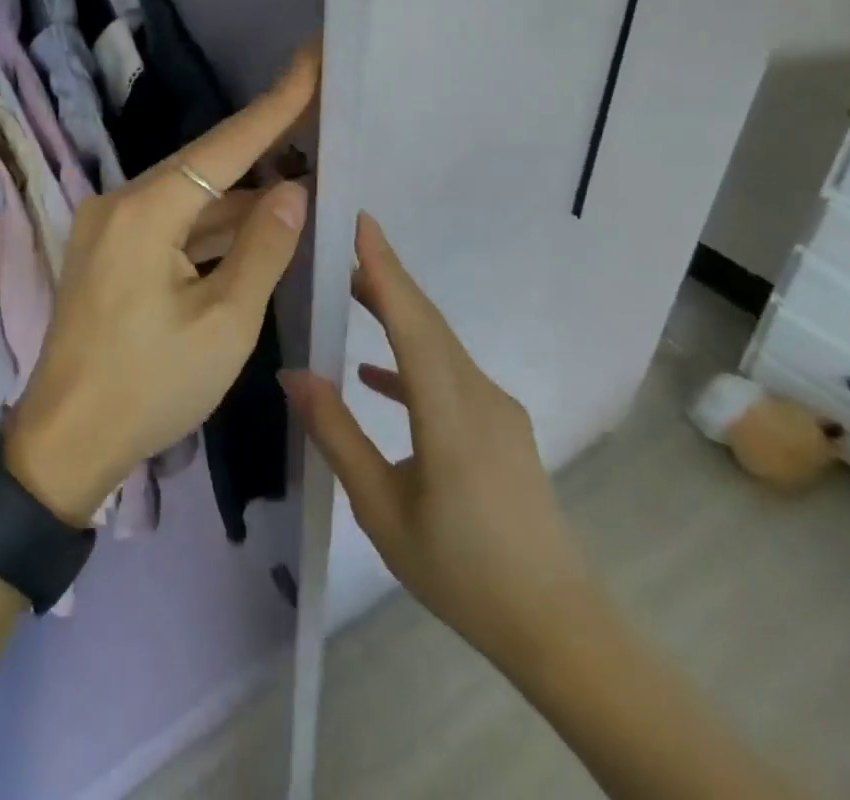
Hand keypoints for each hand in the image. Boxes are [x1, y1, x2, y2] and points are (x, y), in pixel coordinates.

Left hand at [4, 46, 318, 522]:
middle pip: (202, 164)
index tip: (309, 60)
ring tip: (297, 171)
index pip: (224, 146)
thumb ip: (263, 249)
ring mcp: (108, 228)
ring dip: (237, 192)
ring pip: (186, 197)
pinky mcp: (107, 252)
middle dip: (260, 143)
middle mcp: (119, 203)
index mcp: (145, 212)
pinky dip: (209, 224)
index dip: (274, 105)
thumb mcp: (225, 324)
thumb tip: (292, 190)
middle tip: (313, 113)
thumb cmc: (150, 387)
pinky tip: (250, 222)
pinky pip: (168, 223)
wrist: (66, 442)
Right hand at [281, 214, 596, 667]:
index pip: (413, 322)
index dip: (384, 269)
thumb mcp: (382, 510)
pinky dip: (412, 362)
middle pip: (427, 322)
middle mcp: (479, 396)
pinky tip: (376, 377)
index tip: (362, 222)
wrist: (556, 627)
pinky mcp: (501, 427)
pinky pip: (450, 374)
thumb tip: (294, 375)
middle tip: (344, 244)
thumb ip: (337, 435)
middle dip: (386, 277)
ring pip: (440, 345)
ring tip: (352, 293)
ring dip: (398, 314)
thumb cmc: (461, 571)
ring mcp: (497, 410)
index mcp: (451, 413)